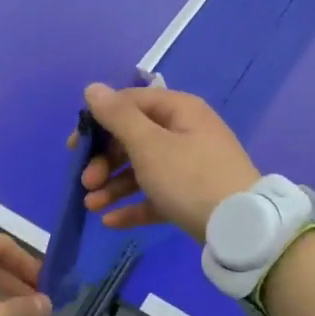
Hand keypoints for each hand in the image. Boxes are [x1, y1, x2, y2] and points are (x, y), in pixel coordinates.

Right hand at [74, 83, 259, 241]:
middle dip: (104, 161)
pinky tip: (109, 222)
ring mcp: (190, 167)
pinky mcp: (191, 198)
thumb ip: (118, 116)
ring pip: (142, 170)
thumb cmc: (189, 178)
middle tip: (86, 182)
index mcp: (179, 111)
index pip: (130, 104)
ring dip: (112, 186)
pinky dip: (133, 206)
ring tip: (91, 206)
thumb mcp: (149, 144)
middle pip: (134, 139)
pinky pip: (155, 197)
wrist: (240, 227)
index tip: (74, 146)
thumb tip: (93, 88)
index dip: (98, 122)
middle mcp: (185, 133)